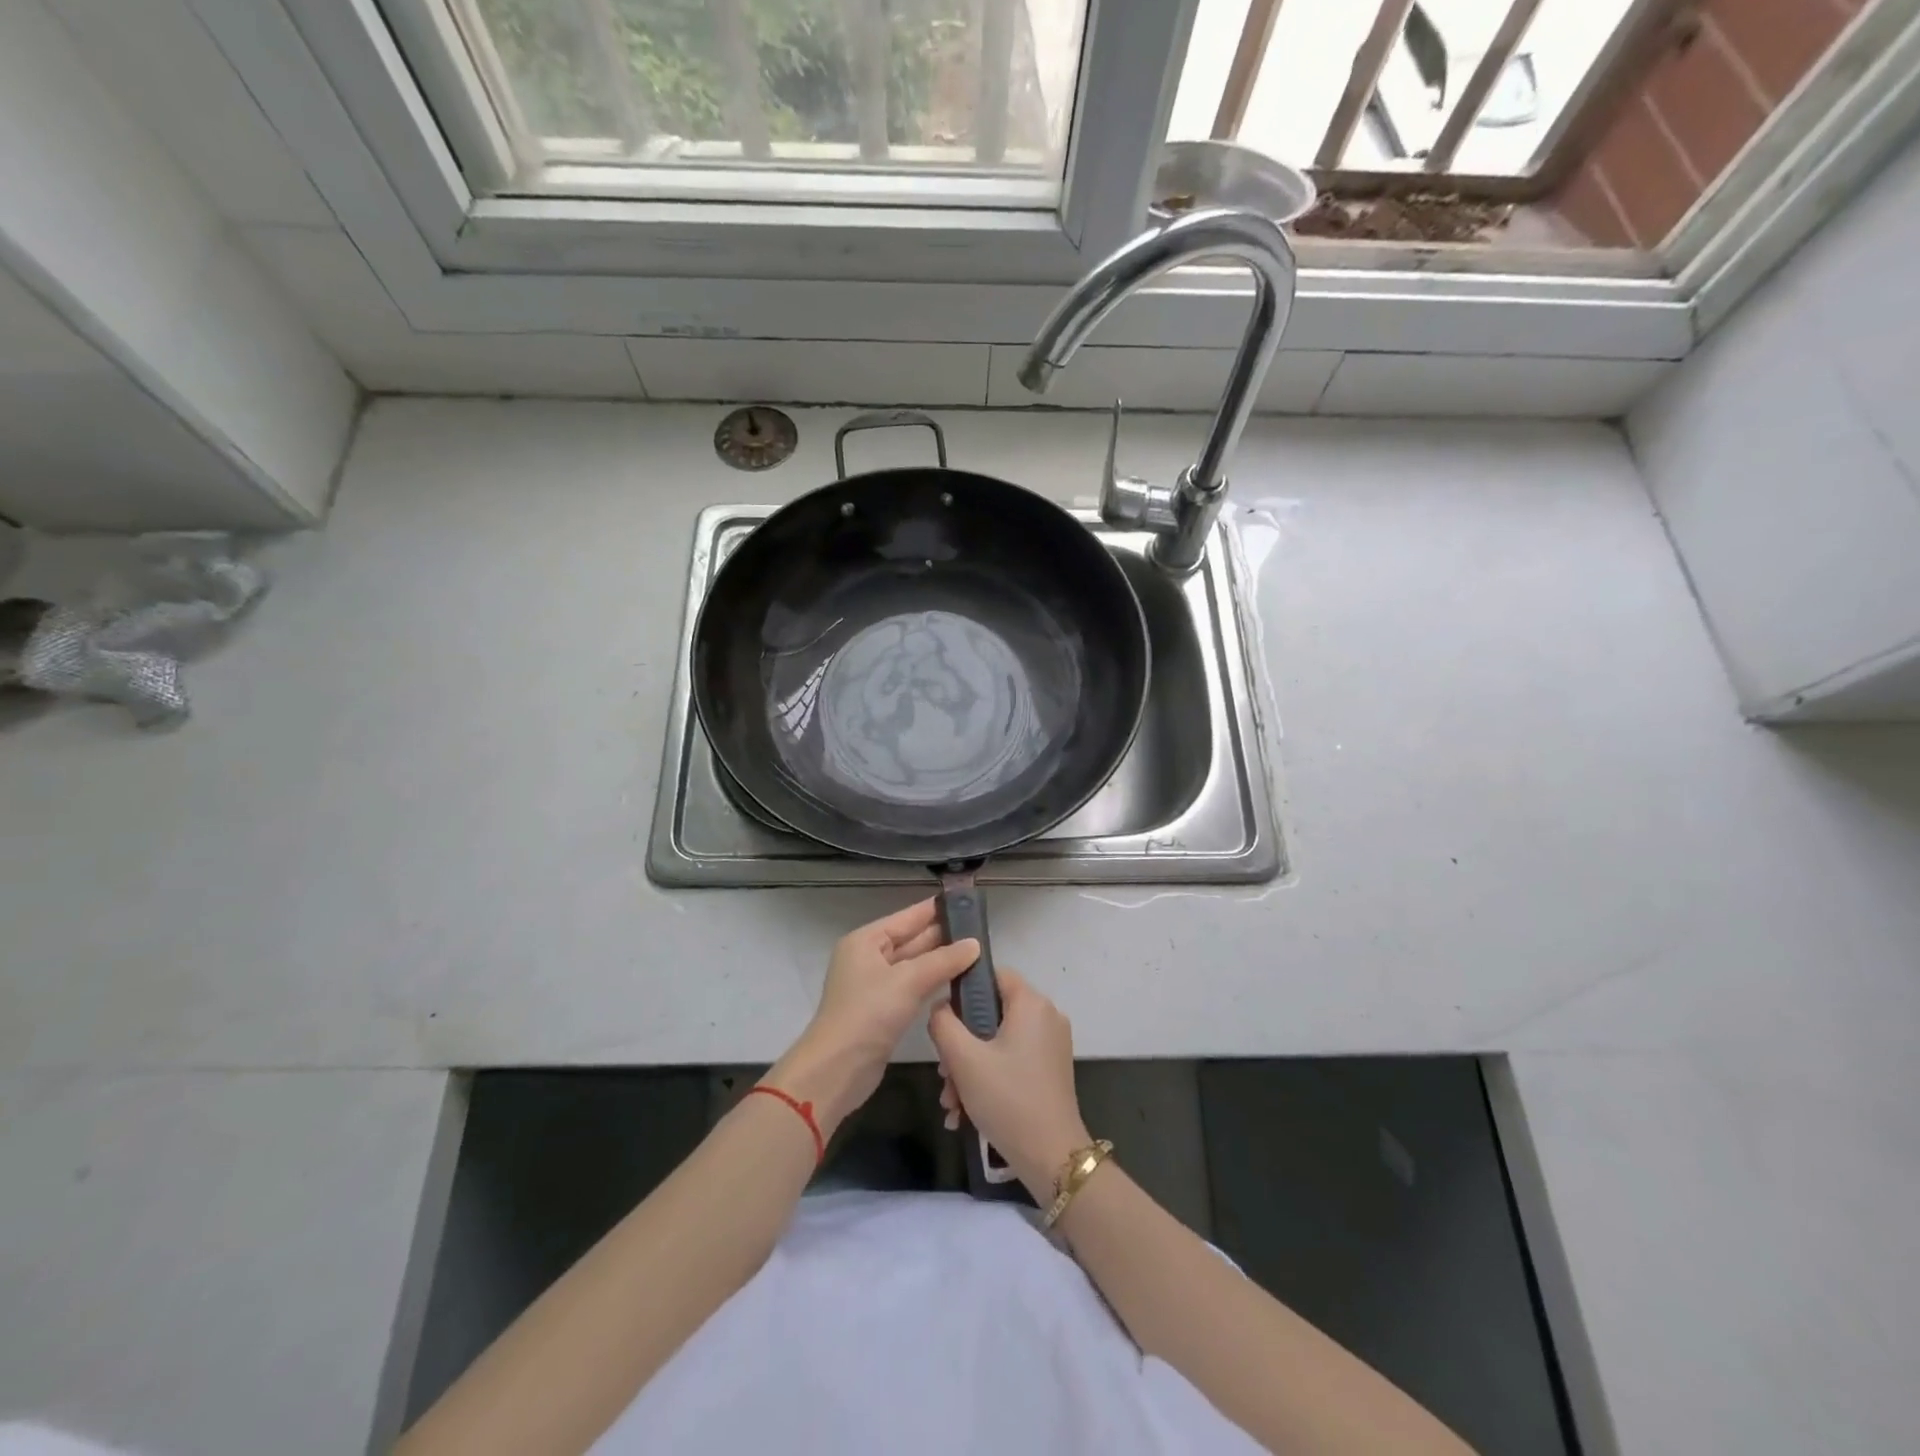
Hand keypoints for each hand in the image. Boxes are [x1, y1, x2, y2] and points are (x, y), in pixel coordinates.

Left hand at [769, 899, 978, 1137]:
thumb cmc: (868, 1013)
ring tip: (977, 953)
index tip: (967, 903)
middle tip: (981, 931)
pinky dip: (933, 982)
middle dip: (943, 936)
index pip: (907, 917)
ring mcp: (875, 985)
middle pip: (911, 940)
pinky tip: (958, 981)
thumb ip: (943, 960)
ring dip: (941, 961)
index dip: (936, 910)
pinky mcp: (883, 1010)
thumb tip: (975, 944)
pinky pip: (913, 986)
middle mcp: (868, 958)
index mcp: (866, 941)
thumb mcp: (907, 981)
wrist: (837, 1069)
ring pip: (914, 965)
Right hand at [929, 969, 1090, 1201]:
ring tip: (951, 1102)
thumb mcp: (964, 1059)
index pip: (992, 974)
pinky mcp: (1050, 1069)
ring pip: (998, 1042)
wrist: (1052, 1158)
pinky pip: (1011, 1060)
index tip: (943, 1020)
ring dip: (969, 1068)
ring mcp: (1051, 1044)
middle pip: (991, 1013)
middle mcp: (1046, 1016)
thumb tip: (940, 1008)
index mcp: (1031, 1003)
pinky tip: (965, 1112)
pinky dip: (988, 1079)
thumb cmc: (1007, 1099)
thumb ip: (943, 1023)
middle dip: (961, 1045)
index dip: (963, 991)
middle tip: (944, 1075)